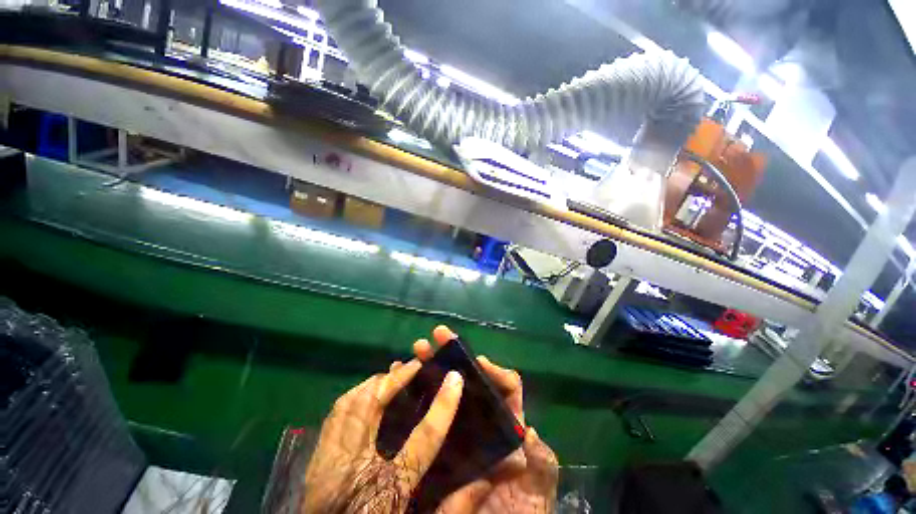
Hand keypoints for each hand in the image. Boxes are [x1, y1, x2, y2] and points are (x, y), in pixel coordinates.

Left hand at [302, 359, 464, 512]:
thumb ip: (454, 508)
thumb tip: (485, 479)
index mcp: (388, 489)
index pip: (424, 438)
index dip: (443, 404)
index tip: (456, 377)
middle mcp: (355, 469)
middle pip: (375, 406)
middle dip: (399, 377)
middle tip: (417, 363)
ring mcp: (329, 464)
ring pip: (350, 404)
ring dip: (375, 383)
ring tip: (394, 373)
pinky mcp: (316, 463)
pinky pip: (334, 416)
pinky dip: (353, 397)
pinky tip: (366, 393)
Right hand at [415, 326, 558, 513]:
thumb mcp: (534, 495)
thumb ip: (540, 466)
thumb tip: (529, 432)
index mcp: (505, 427)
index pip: (506, 388)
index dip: (494, 370)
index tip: (477, 361)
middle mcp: (481, 421)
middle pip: (471, 379)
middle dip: (455, 354)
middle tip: (437, 335)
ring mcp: (458, 428)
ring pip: (447, 387)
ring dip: (433, 364)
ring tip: (417, 348)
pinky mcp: (438, 440)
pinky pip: (428, 408)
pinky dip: (417, 389)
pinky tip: (402, 376)